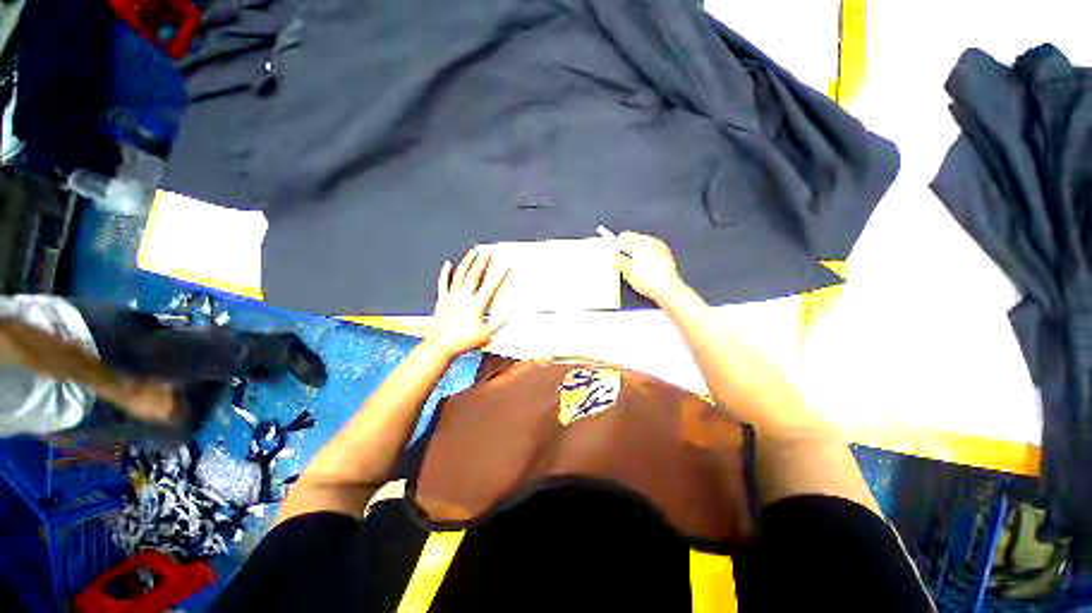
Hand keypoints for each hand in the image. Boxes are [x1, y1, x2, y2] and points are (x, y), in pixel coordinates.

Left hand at [426, 247, 509, 357]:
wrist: (440, 346)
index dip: (499, 275)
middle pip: (474, 274)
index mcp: (476, 305)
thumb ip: (498, 325)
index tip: (505, 266)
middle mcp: (464, 297)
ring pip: (460, 274)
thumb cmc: (462, 342)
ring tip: (473, 252)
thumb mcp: (485, 336)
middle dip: (483, 261)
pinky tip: (447, 263)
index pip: (490, 286)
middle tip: (489, 251)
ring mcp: (451, 297)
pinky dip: (445, 272)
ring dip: (467, 261)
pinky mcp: (442, 299)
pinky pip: (444, 282)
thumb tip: (509, 317)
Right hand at [613, 232, 688, 305]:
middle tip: (621, 259)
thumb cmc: (648, 279)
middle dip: (628, 248)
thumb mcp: (627, 270)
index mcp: (642, 241)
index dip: (618, 242)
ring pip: (645, 248)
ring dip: (637, 254)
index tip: (614, 249)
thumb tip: (615, 257)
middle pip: (636, 241)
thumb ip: (619, 260)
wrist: (667, 290)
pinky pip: (652, 255)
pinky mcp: (667, 259)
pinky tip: (643, 270)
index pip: (627, 236)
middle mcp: (653, 242)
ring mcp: (662, 250)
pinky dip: (646, 259)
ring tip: (632, 266)